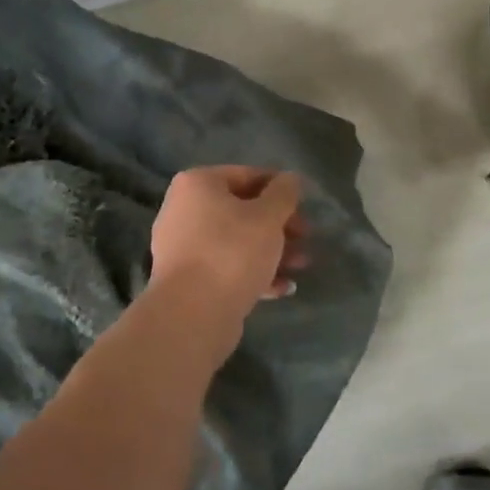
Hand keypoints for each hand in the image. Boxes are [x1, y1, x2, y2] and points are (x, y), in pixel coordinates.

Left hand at [149, 167, 309, 323]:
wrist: (192, 314)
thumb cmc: (232, 252)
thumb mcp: (268, 216)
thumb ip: (284, 193)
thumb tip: (289, 179)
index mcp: (197, 184)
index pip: (247, 175)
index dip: (281, 189)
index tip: (305, 206)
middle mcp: (184, 210)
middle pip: (242, 210)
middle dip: (279, 225)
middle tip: (306, 238)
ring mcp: (182, 247)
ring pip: (236, 241)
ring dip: (272, 250)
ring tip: (301, 265)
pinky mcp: (188, 280)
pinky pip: (226, 267)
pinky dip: (254, 272)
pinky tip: (282, 288)